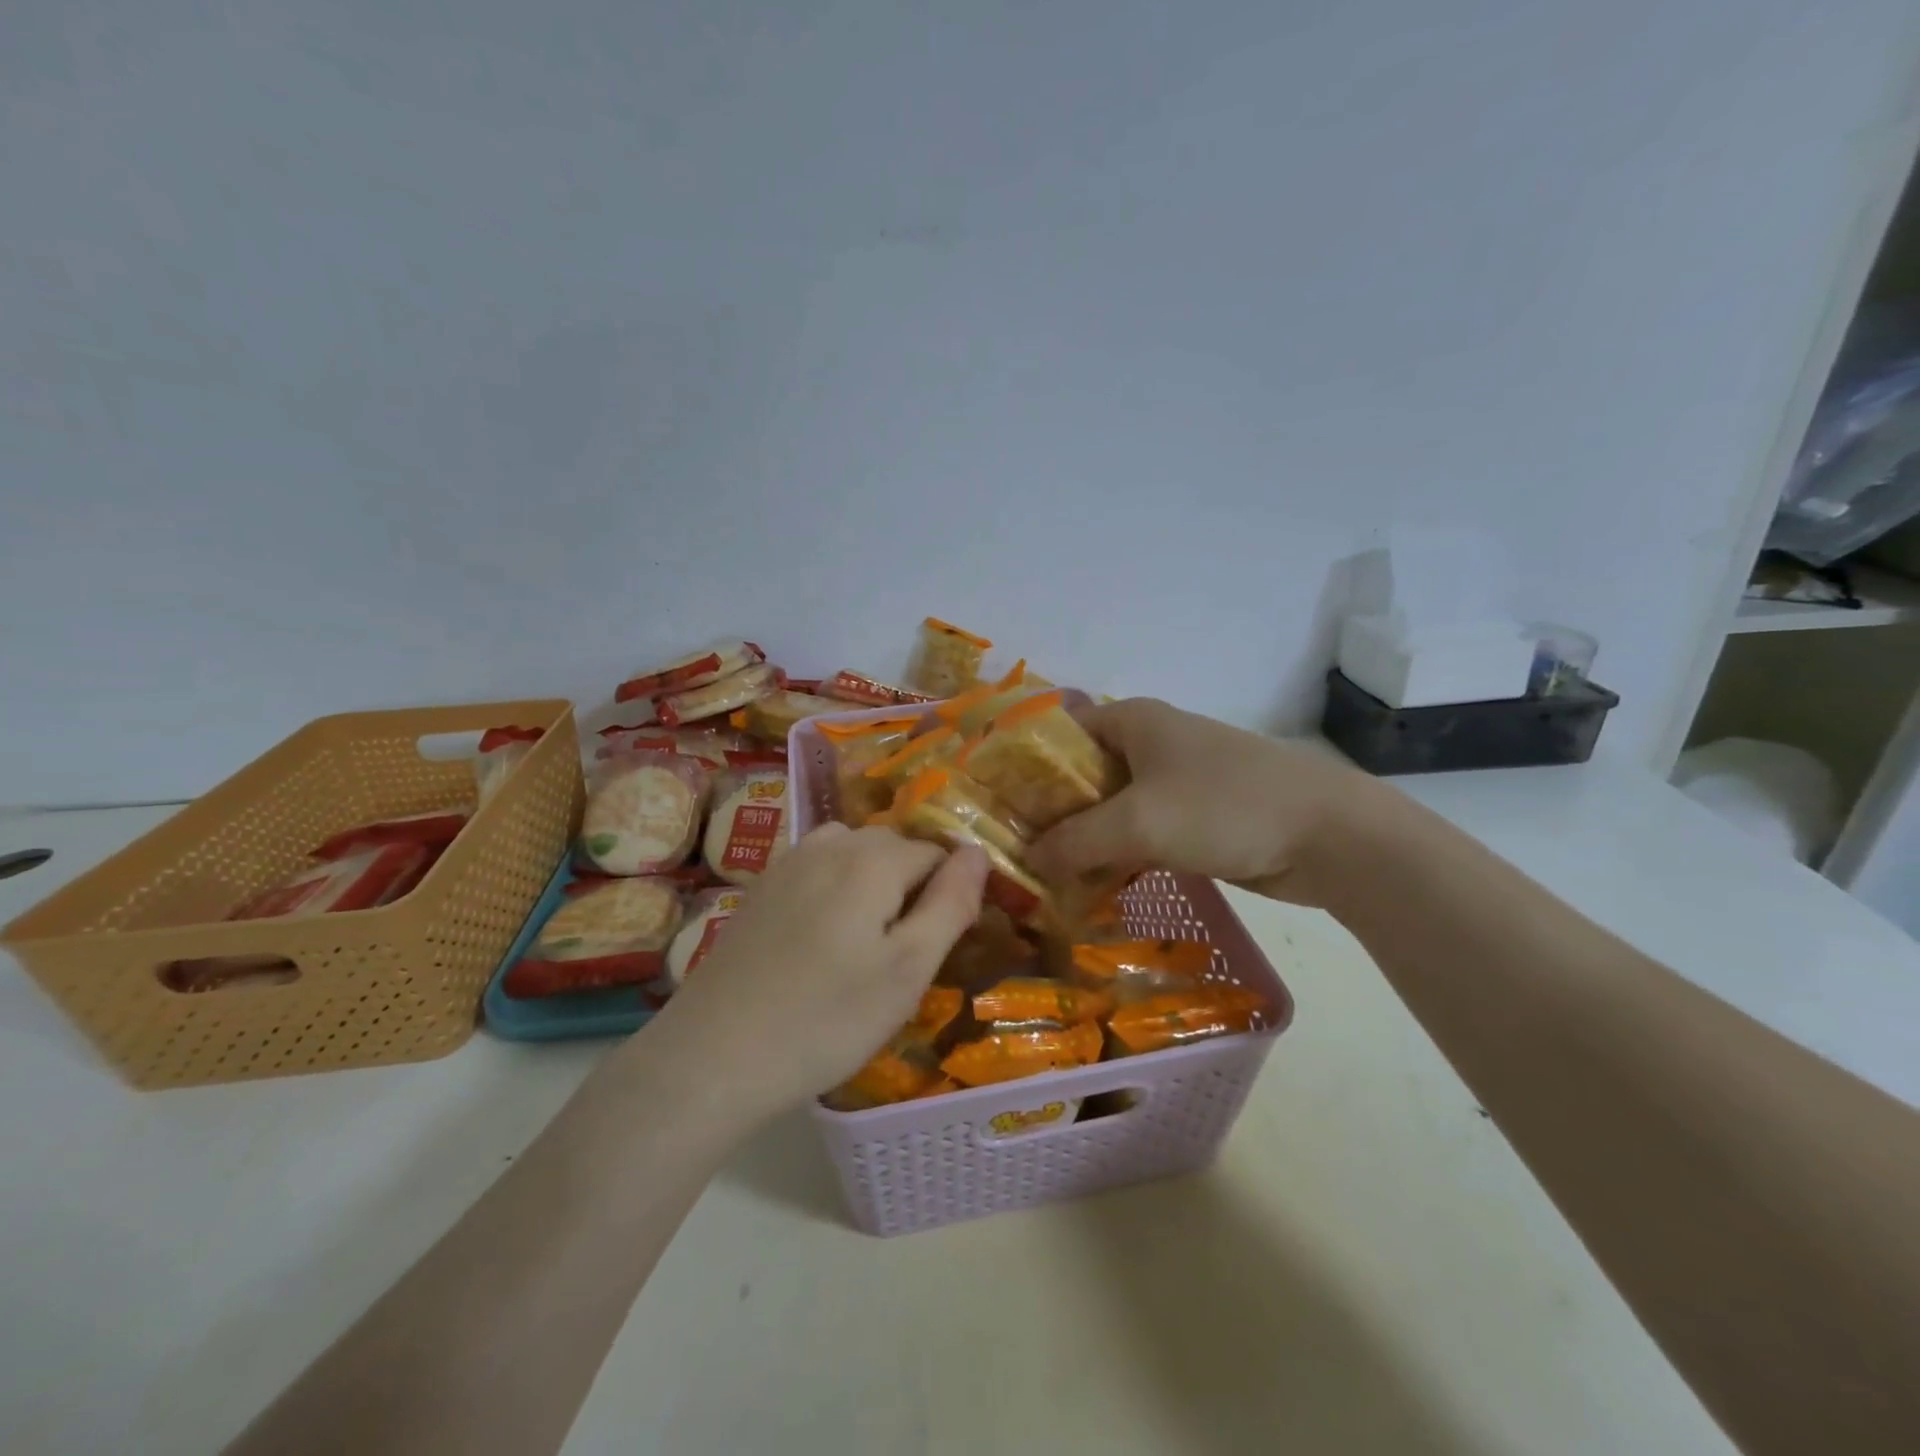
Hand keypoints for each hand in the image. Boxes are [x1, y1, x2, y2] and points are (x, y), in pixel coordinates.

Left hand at [639, 825, 987, 1124]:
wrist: (714, 1055)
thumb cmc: (826, 1019)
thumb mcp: (908, 970)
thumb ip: (950, 904)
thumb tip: (978, 853)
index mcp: (872, 859)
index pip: (936, 854)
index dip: (946, 897)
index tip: (933, 949)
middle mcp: (830, 844)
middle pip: (894, 849)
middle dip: (909, 888)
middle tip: (899, 957)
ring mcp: (788, 862)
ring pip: (853, 855)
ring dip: (871, 886)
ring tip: (863, 947)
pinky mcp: (761, 887)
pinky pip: (817, 870)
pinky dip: (835, 891)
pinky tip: (820, 942)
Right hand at [1026, 697, 1391, 904]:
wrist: (1329, 836)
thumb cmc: (1224, 808)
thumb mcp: (1137, 822)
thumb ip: (1075, 841)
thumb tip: (1029, 859)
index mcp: (1134, 722)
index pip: (1061, 732)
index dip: (1026, 765)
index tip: (997, 805)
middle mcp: (1151, 743)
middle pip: (1083, 774)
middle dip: (1051, 812)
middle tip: (1014, 851)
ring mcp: (1176, 781)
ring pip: (1112, 808)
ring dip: (1084, 840)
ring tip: (1044, 878)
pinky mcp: (1196, 818)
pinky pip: (1141, 833)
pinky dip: (1117, 856)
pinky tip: (1093, 889)